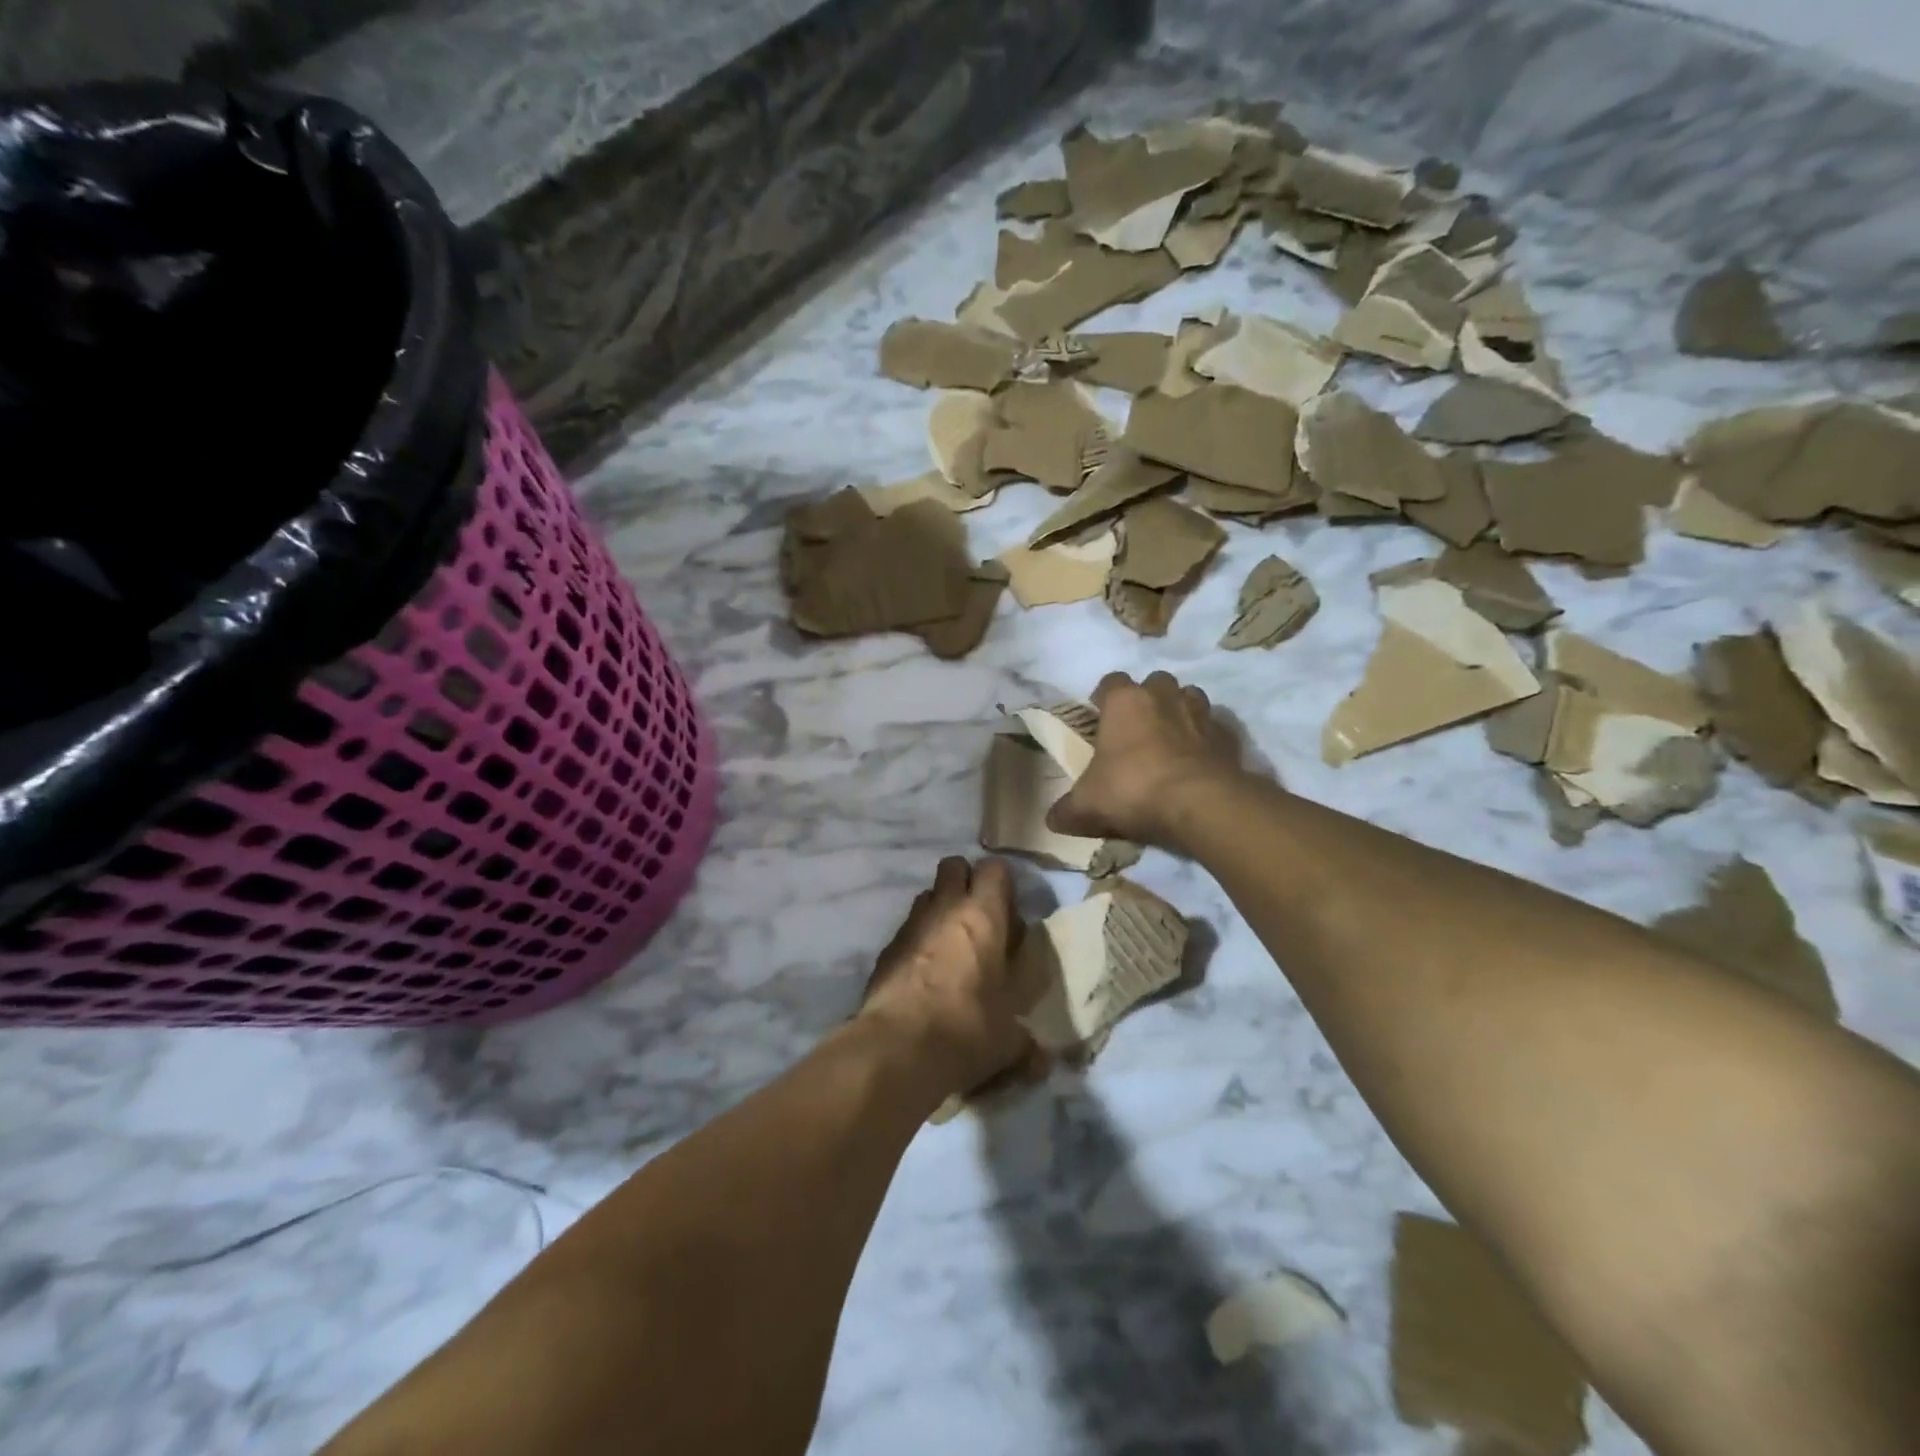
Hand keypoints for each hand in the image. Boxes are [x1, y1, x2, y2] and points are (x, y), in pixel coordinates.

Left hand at [858, 857, 1046, 1095]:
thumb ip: (1027, 1039)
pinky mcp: (886, 947)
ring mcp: (911, 924)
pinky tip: (925, 974)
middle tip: (980, 919)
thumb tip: (1042, 1058)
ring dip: (941, 909)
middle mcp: (945, 908)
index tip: (1009, 912)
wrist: (896, 1048)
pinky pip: (908, 928)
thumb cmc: (966, 1029)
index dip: (1003, 884)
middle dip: (966, 882)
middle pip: (954, 865)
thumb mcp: (1010, 1038)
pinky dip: (919, 939)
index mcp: (983, 916)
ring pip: (928, 895)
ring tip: (952, 946)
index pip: (995, 868)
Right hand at [1046, 672, 1245, 849]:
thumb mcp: (1087, 806)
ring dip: (1180, 711)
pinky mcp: (1228, 736)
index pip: (1111, 681)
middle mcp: (1163, 697)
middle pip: (1155, 683)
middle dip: (1148, 699)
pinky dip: (1207, 739)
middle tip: (1138, 728)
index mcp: (1125, 701)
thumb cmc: (1134, 790)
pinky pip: (1215, 728)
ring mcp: (1200, 713)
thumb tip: (1052, 820)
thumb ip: (1066, 811)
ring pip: (1190, 697)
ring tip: (1171, 739)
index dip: (1105, 697)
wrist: (1200, 805)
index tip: (1101, 716)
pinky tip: (1199, 760)